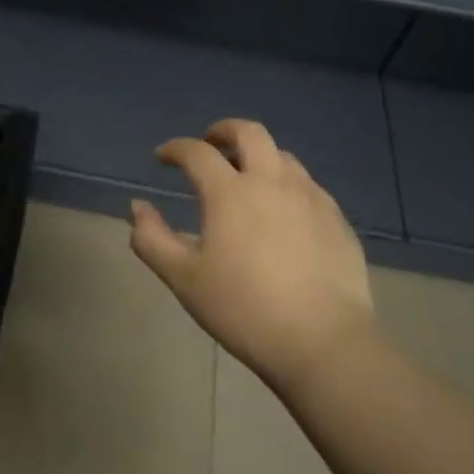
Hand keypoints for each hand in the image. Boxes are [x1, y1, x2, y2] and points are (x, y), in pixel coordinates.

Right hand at [129, 119, 374, 393]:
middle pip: (248, 132)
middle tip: (210, 144)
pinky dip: (285, 183)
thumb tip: (138, 207)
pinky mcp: (336, 217)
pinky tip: (283, 212)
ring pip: (282, 156)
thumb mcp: (184, 279)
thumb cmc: (244, 309)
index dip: (175, 149)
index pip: (196, 152)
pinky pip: (307, 184)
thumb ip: (152, 239)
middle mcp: (271, 181)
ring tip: (247, 179)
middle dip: (223, 130)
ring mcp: (309, 196)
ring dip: (258, 156)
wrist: (322, 342)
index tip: (163, 157)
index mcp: (230, 192)